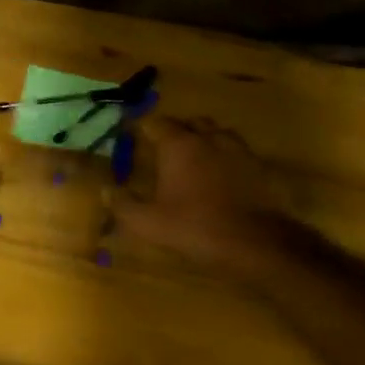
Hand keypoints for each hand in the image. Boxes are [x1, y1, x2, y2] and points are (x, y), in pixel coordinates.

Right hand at [113, 117, 298, 275]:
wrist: (256, 242)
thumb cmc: (197, 227)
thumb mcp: (151, 224)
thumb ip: (124, 206)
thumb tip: (106, 190)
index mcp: (179, 145)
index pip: (156, 123)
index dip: (143, 127)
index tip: (133, 134)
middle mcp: (208, 137)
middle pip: (189, 122)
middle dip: (176, 130)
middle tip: (165, 148)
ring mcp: (236, 148)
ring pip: (216, 132)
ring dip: (203, 140)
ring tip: (195, 158)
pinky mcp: (258, 164)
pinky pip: (236, 150)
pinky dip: (225, 156)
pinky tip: (221, 175)